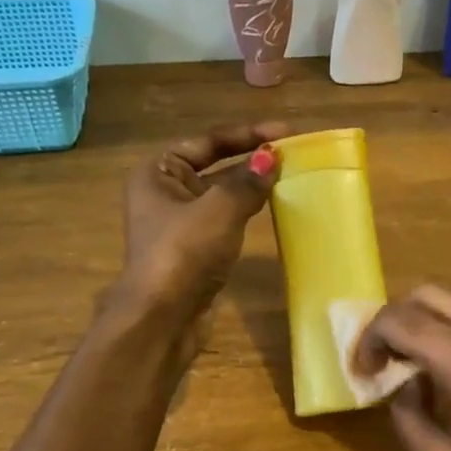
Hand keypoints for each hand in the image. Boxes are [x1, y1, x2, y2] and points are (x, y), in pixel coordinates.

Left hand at [111, 122, 289, 352]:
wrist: (163, 317)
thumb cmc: (184, 252)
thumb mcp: (219, 209)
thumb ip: (247, 182)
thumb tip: (270, 158)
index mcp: (158, 173)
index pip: (207, 142)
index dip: (246, 134)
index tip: (284, 132)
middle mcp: (165, 193)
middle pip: (214, 166)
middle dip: (251, 160)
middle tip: (292, 153)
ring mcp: (180, 224)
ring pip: (222, 196)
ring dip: (252, 187)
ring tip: (289, 177)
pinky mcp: (196, 250)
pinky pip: (226, 221)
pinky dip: (247, 213)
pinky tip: (273, 209)